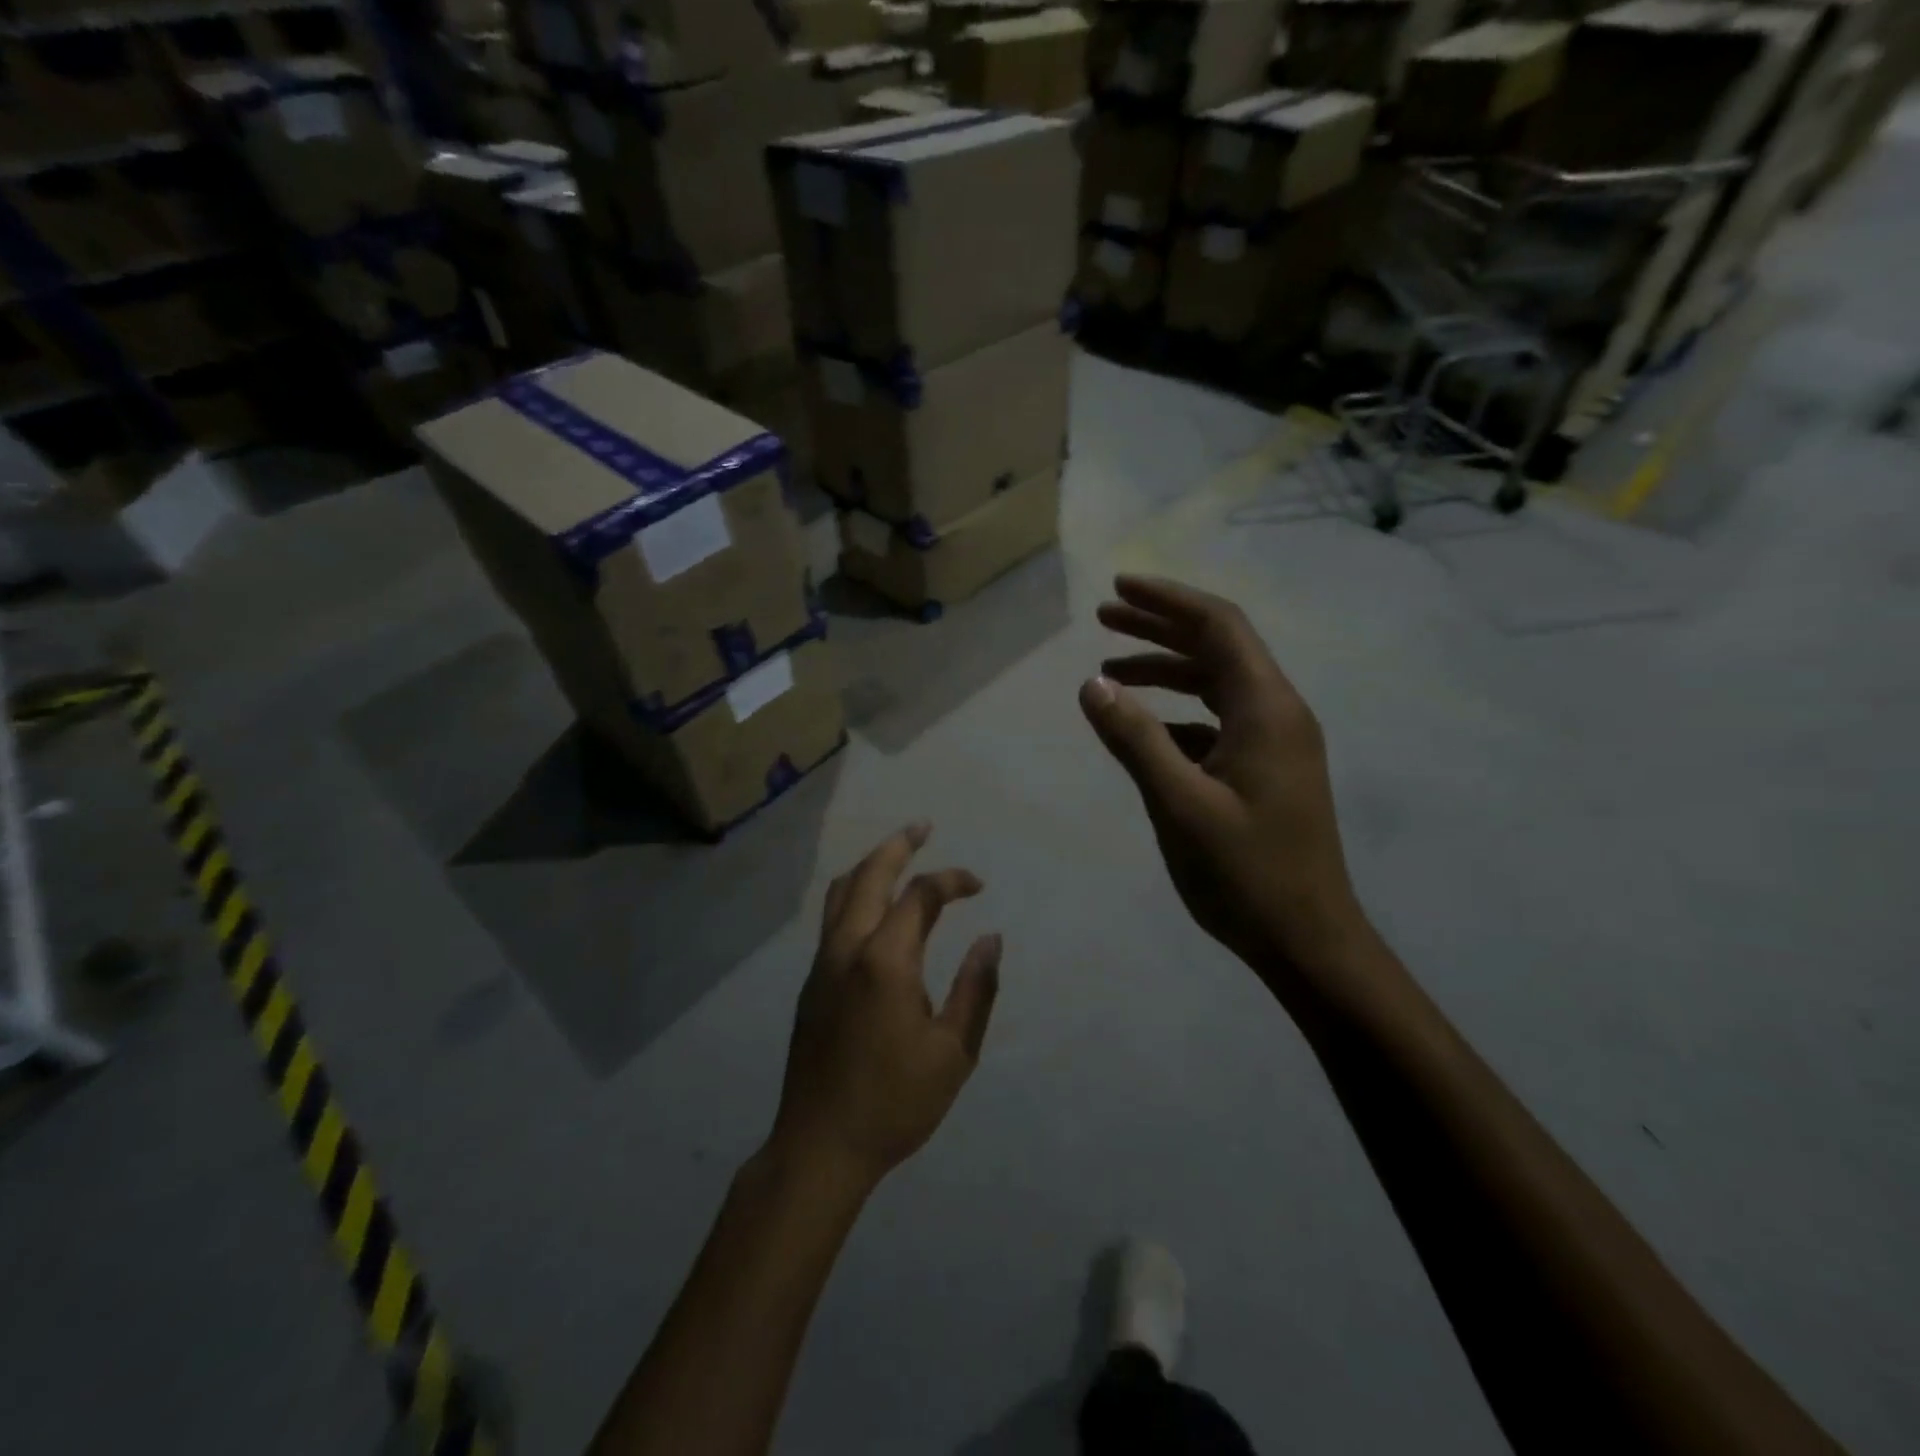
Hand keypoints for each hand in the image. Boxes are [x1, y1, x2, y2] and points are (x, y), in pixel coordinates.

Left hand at [771, 824, 1002, 1188]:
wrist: (820, 1146)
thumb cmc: (895, 1102)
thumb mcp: (953, 1052)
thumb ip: (976, 989)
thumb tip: (991, 939)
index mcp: (886, 960)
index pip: (920, 895)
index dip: (952, 880)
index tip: (978, 885)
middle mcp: (848, 948)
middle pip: (869, 875)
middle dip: (899, 844)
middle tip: (923, 826)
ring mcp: (822, 963)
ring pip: (841, 892)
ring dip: (870, 865)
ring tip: (896, 854)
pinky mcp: (811, 982)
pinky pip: (832, 918)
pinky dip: (854, 894)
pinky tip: (873, 908)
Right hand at [1080, 575, 1374, 1003]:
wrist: (1308, 940)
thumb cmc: (1245, 872)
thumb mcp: (1179, 803)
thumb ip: (1135, 739)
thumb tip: (1092, 686)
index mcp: (1266, 708)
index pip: (1219, 627)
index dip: (1167, 601)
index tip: (1118, 588)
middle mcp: (1277, 713)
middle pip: (1217, 648)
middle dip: (1159, 629)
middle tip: (1103, 619)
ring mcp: (1275, 743)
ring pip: (1216, 685)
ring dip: (1165, 671)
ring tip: (1109, 671)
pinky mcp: (1266, 771)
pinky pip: (1218, 721)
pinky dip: (1178, 713)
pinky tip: (1143, 729)